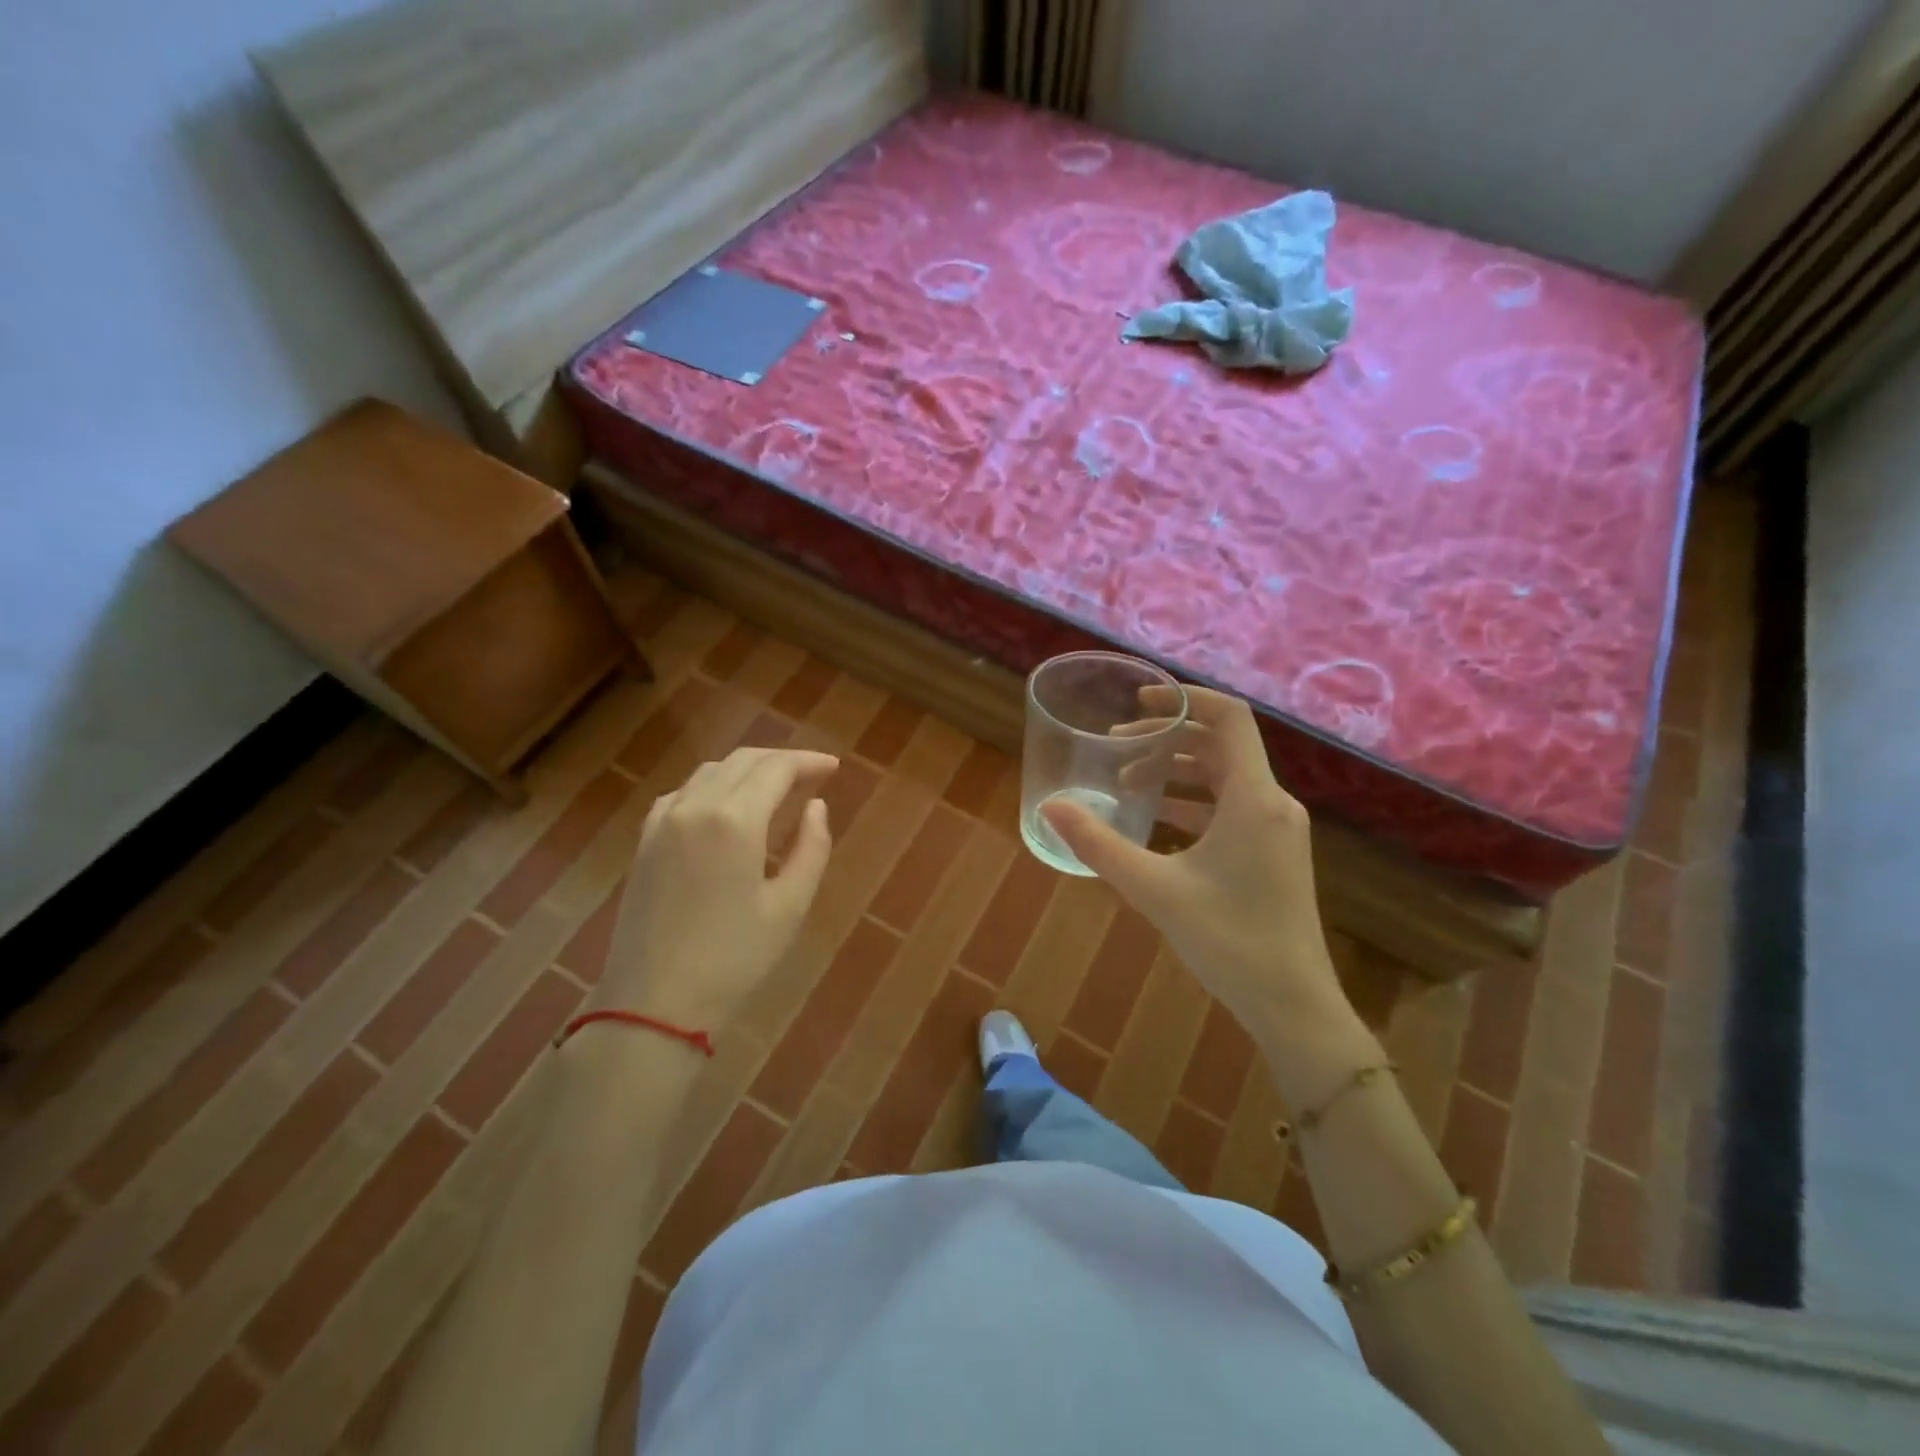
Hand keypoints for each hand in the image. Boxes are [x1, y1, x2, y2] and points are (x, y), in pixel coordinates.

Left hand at [601, 747, 838, 1027]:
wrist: (653, 1003)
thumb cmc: (733, 959)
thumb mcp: (790, 906)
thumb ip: (811, 848)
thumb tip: (816, 807)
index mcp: (734, 820)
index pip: (777, 768)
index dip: (809, 762)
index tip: (834, 767)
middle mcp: (695, 806)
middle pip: (742, 761)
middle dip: (781, 761)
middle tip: (812, 775)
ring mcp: (663, 821)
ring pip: (710, 772)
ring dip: (747, 770)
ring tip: (775, 789)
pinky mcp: (644, 841)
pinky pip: (682, 793)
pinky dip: (712, 787)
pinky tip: (725, 808)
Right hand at [1044, 687, 1374, 1084]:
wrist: (1293, 1006)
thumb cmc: (1229, 941)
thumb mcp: (1154, 889)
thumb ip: (1099, 845)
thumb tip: (1050, 807)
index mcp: (1254, 799)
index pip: (1229, 717)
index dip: (1184, 698)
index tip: (1138, 701)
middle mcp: (1272, 803)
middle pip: (1222, 744)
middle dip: (1168, 737)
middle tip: (1118, 746)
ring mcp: (1276, 830)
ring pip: (1225, 777)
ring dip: (1178, 770)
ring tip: (1129, 781)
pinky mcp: (1273, 853)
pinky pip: (1231, 807)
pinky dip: (1193, 802)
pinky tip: (1157, 821)